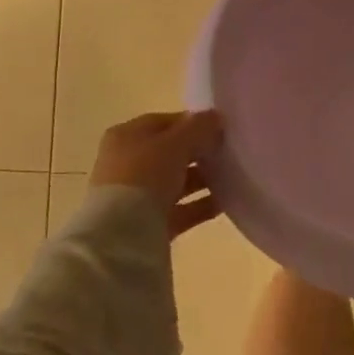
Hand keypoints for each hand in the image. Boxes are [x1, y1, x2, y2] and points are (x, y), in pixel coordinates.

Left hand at [90, 111, 224, 239]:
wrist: (121, 236)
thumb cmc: (145, 175)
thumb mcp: (176, 143)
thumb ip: (199, 127)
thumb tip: (216, 117)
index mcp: (127, 136)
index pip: (164, 122)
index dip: (193, 123)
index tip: (220, 128)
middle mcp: (127, 164)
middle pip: (171, 153)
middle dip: (199, 152)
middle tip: (228, 152)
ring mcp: (136, 196)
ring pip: (176, 182)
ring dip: (203, 179)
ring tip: (232, 177)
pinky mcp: (148, 225)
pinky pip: (180, 209)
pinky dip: (201, 205)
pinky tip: (226, 202)